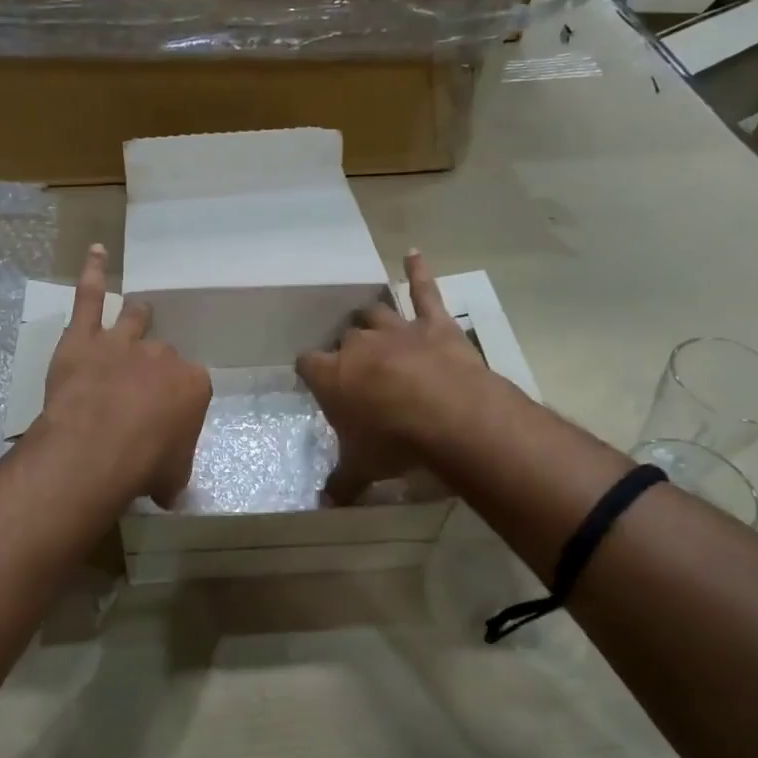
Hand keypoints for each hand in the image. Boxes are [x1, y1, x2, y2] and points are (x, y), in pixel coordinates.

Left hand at [38, 244, 211, 507]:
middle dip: (155, 368)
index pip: (191, 385)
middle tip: (142, 389)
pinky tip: (95, 251)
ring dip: (137, 316)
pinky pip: (89, 296)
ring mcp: (123, 341)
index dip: (177, 402)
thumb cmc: (146, 464)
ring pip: (134, 319)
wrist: (100, 446)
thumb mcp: (172, 477)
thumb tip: (170, 490)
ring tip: (139, 310)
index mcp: (193, 384)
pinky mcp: (84, 337)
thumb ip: (173, 474)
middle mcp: (162, 356)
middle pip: (163, 353)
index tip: (167, 421)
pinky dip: (93, 272)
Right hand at [296, 251, 484, 505]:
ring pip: (374, 313)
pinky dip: (418, 272)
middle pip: (345, 339)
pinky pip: (424, 292)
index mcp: (332, 374)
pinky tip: (412, 253)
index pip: (308, 364)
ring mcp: (397, 329)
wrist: (449, 417)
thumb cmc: (394, 442)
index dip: (311, 372)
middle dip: (346, 349)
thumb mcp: (362, 468)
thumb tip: (325, 504)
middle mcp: (359, 345)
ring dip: (370, 317)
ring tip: (366, 319)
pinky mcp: (434, 324)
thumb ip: (341, 483)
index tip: (314, 380)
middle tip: (352, 365)